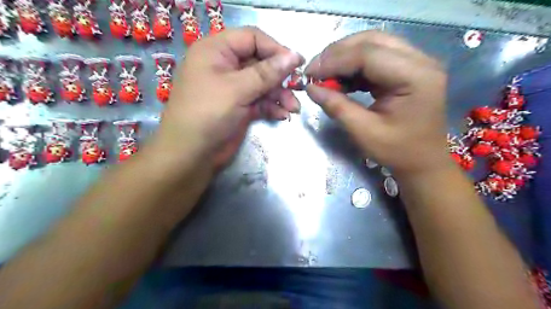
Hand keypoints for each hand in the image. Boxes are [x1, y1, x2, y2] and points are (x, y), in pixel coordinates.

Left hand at [152, 26, 302, 169]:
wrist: (192, 155)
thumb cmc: (207, 115)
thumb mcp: (236, 90)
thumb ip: (266, 73)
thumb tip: (294, 55)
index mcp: (216, 51)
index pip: (252, 38)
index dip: (275, 49)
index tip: (297, 63)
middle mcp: (226, 66)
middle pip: (261, 63)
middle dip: (280, 78)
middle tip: (298, 88)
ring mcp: (234, 88)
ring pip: (264, 84)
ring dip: (280, 95)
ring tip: (293, 108)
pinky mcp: (240, 107)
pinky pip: (261, 101)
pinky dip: (273, 107)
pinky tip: (283, 115)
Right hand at [306, 32, 451, 176]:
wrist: (423, 160)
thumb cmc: (398, 151)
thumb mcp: (364, 132)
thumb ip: (337, 107)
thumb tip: (311, 88)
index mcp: (415, 77)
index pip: (368, 54)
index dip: (334, 61)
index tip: (309, 75)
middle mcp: (420, 61)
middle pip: (371, 41)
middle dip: (337, 53)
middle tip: (315, 71)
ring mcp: (415, 62)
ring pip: (372, 44)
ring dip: (344, 57)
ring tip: (324, 75)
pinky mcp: (407, 68)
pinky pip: (375, 57)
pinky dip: (353, 66)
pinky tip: (339, 79)